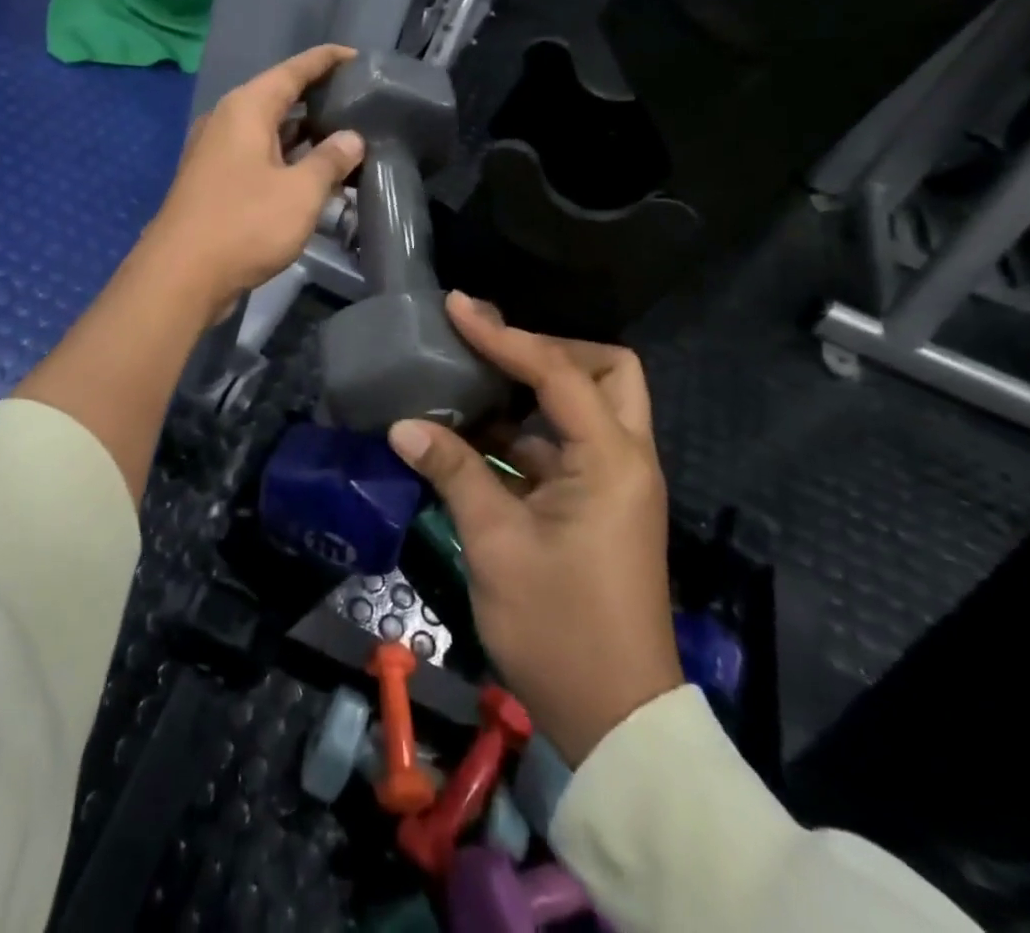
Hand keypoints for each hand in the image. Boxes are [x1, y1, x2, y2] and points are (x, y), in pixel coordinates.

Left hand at [144, 45, 365, 325]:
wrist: (181, 276)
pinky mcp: (214, 182)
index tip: (356, 56)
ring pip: (268, 131)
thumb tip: (351, 138)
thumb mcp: (300, 192)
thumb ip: (330, 160)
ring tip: (345, 137)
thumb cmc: (244, 224)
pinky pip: (258, 157)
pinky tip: (313, 174)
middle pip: (278, 97)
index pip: (293, 70)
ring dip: (304, 134)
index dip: (326, 60)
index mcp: (246, 108)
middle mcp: (227, 121)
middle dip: (317, 98)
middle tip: (359, 102)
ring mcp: (216, 152)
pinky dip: (286, 159)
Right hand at [387, 293, 681, 766]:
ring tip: (474, 379)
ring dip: (535, 390)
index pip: (557, 372)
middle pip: (605, 371)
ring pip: (587, 407)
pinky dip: (527, 433)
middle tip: (493, 349)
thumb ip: (454, 472)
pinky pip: (566, 446)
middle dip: (551, 350)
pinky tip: (478, 436)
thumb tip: (404, 425)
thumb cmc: (559, 628)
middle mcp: (625, 458)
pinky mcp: (599, 506)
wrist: (615, 720)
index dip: (503, 335)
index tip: (457, 308)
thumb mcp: (497, 544)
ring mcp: (615, 483)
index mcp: (611, 459)